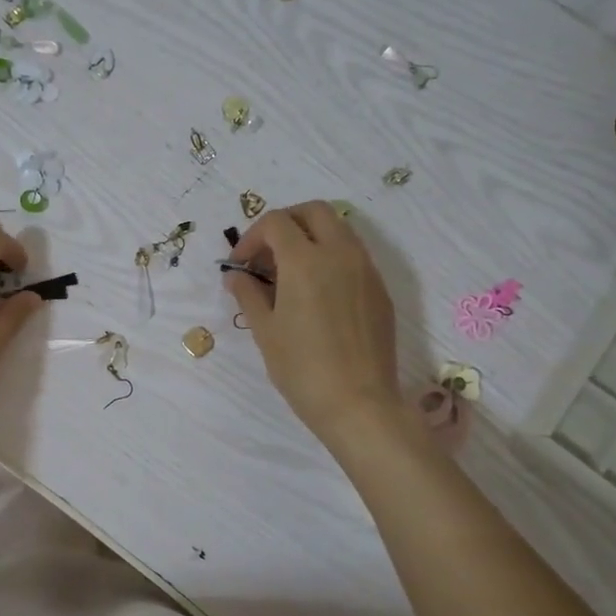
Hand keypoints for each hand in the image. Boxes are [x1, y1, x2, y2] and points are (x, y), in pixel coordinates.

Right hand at [225, 201, 413, 452]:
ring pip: (339, 229)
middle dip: (285, 223)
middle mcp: (340, 254)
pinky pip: (353, 255)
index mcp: (306, 261)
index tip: (241, 265)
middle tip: (267, 254)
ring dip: (310, 237)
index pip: (276, 223)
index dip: (252, 237)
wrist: (359, 404)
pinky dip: (331, 257)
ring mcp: (366, 270)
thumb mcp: (265, 331)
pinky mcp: (379, 290)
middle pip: (313, 211)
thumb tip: (236, 276)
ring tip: (290, 273)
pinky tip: (317, 293)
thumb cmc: (302, 369)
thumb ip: (248, 294)